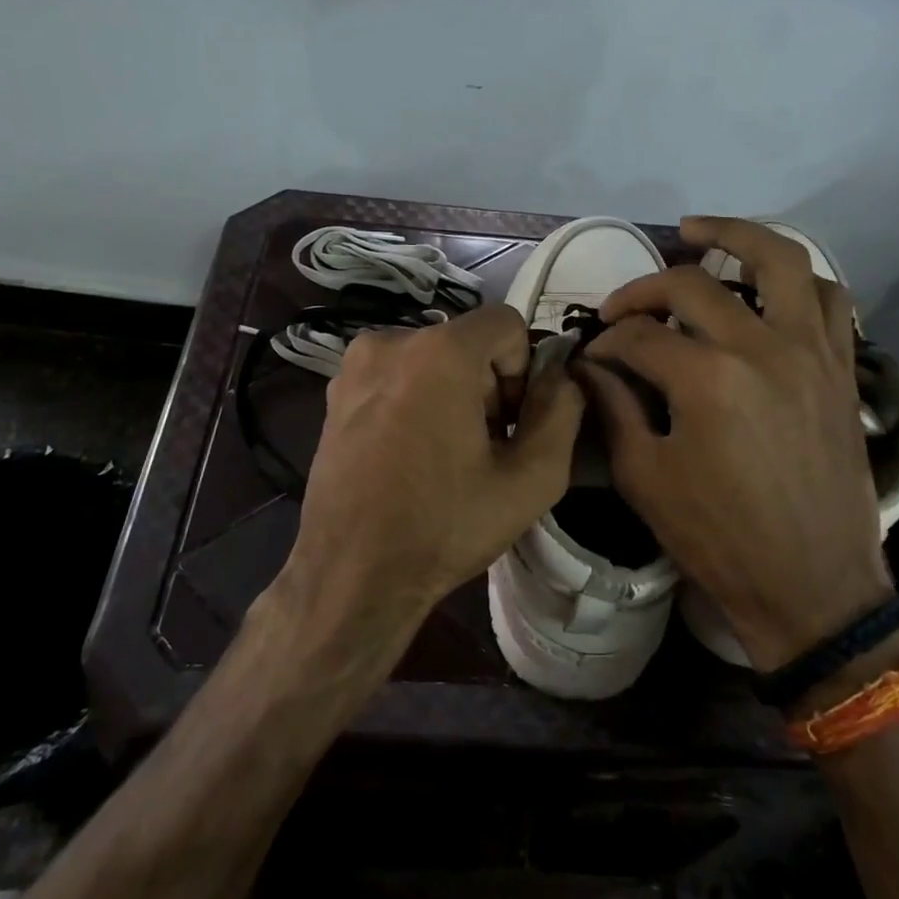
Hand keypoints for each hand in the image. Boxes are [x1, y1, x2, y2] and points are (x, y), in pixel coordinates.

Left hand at [282, 304, 584, 634]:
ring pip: (433, 358)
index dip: (523, 371)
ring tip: (446, 456)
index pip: (507, 323)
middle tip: (483, 448)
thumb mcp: (532, 479)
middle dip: (488, 385)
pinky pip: (398, 375)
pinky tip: (411, 455)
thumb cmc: (444, 526)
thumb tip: (563, 377)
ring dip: (453, 393)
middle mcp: (391, 341)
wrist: (351, 575)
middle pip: (468, 342)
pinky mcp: (335, 392)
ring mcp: (355, 366)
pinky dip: (416, 400)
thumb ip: (562, 412)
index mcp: (439, 351)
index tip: (511, 425)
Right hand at [577, 217, 890, 670]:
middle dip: (643, 290)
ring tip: (698, 233)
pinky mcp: (841, 366)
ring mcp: (811, 351)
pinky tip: (765, 287)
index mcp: (707, 379)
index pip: (638, 337)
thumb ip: (613, 407)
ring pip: (780, 259)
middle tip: (621, 309)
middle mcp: (763, 347)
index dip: (605, 343)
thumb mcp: (644, 478)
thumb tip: (591, 365)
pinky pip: (827, 298)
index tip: (592, 357)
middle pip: (692, 285)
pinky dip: (794, 280)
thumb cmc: (720, 540)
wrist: (813, 587)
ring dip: (735, 236)